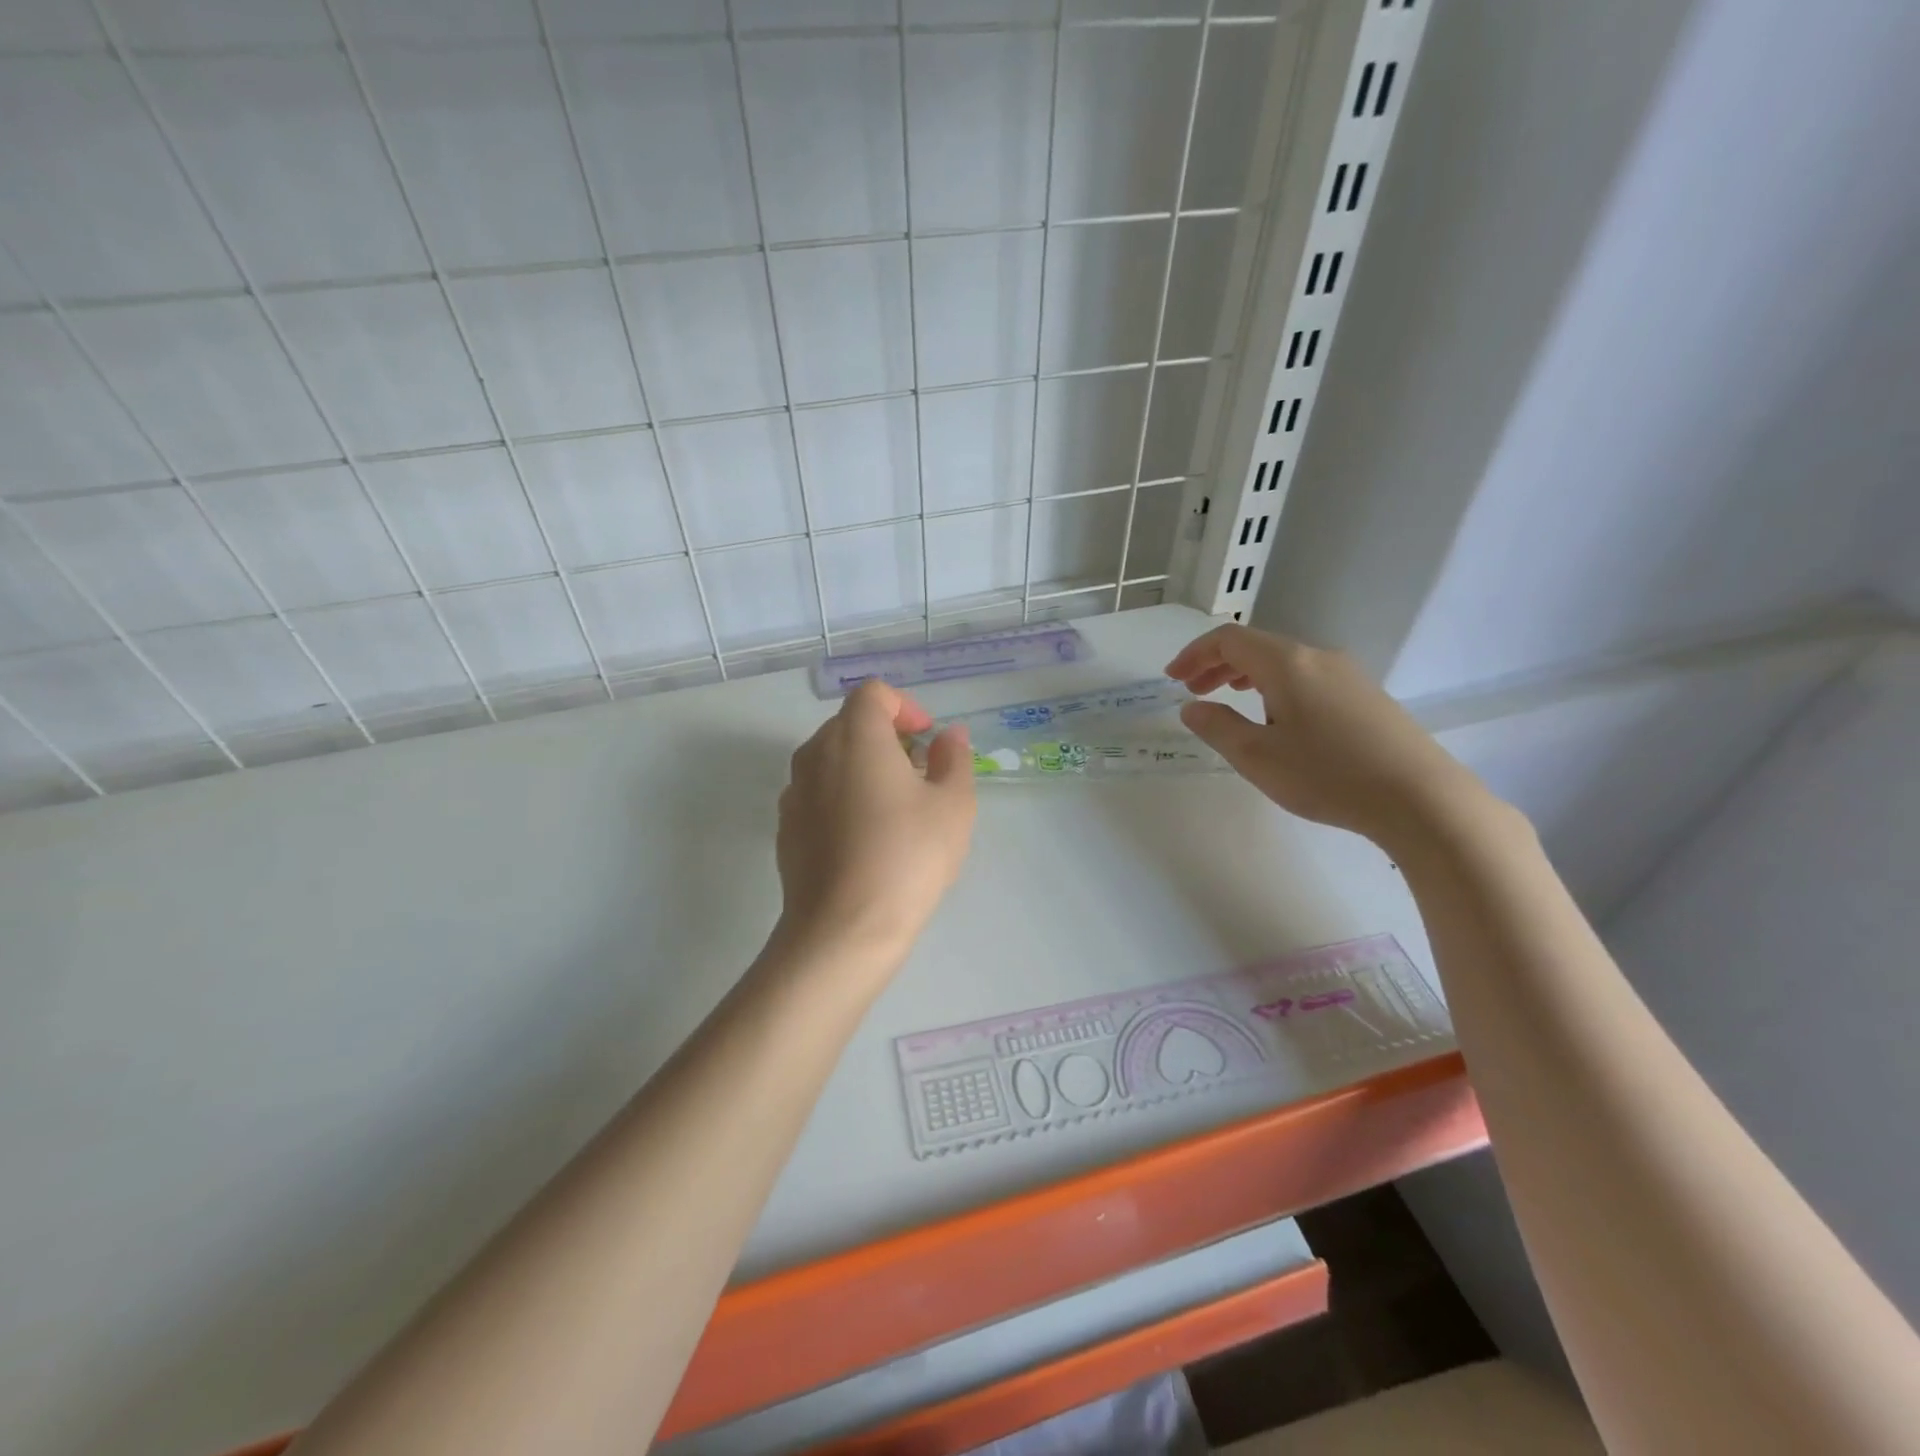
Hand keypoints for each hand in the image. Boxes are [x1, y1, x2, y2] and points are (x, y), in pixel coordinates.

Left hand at [773, 680, 975, 969]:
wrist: (843, 930)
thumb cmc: (907, 857)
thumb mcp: (953, 805)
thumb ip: (954, 759)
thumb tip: (949, 735)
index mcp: (856, 736)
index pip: (873, 693)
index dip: (905, 706)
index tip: (927, 739)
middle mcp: (816, 753)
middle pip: (850, 724)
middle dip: (888, 738)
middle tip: (920, 775)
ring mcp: (794, 792)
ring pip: (831, 760)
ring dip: (864, 768)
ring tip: (896, 809)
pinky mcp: (786, 828)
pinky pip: (817, 794)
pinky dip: (842, 797)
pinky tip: (865, 840)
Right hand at [1165, 624, 1491, 847]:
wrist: (1420, 797)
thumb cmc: (1327, 775)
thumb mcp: (1257, 757)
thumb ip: (1217, 727)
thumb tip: (1192, 708)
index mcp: (1287, 663)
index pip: (1229, 640)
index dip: (1194, 654)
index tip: (1172, 679)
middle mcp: (1318, 657)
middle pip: (1257, 646)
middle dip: (1216, 665)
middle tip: (1192, 691)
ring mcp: (1347, 675)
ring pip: (1283, 661)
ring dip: (1246, 675)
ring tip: (1227, 699)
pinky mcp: (1366, 696)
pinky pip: (1307, 677)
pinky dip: (1275, 686)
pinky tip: (1276, 717)